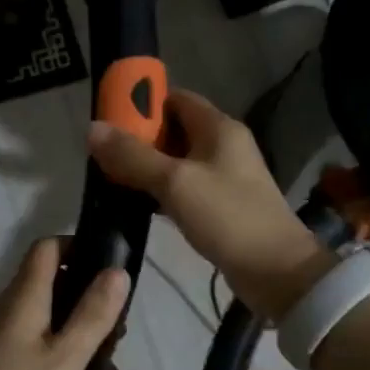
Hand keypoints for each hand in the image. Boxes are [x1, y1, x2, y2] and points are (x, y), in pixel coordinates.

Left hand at [0, 238, 129, 369]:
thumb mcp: (65, 356)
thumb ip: (93, 314)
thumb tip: (118, 270)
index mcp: (25, 294)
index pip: (48, 247)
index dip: (77, 246)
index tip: (108, 266)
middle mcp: (9, 304)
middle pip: (50, 280)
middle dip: (86, 296)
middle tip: (116, 328)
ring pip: (45, 314)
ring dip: (76, 328)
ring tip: (106, 365)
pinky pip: (34, 338)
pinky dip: (59, 348)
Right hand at [88, 89, 331, 319]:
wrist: (276, 271)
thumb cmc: (227, 217)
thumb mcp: (174, 182)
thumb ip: (133, 156)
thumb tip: (92, 129)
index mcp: (219, 128)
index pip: (175, 98)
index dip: (143, 104)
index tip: (110, 120)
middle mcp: (224, 145)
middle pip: (174, 129)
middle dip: (139, 139)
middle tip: (104, 155)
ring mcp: (225, 177)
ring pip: (177, 161)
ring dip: (148, 167)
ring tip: (112, 180)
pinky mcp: (222, 205)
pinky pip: (185, 187)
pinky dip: (161, 191)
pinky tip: (138, 205)